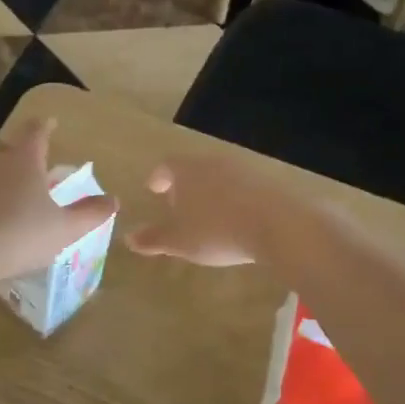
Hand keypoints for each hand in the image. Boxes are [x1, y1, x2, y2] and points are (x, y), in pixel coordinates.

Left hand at [0, 118, 117, 283]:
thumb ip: (89, 214)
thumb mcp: (63, 229)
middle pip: (7, 147)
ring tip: (9, 193)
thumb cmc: (17, 234)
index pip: (35, 131)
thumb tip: (113, 199)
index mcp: (24, 159)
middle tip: (32, 163)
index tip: (50, 122)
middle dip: (20, 151)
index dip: (45, 125)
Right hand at [124, 154, 279, 267]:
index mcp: (187, 170)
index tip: (154, 188)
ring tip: (206, 214)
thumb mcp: (179, 241)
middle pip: (193, 168)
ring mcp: (242, 169)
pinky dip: (232, 199)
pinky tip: (235, 218)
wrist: (276, 225)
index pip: (166, 166)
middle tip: (177, 203)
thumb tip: (128, 237)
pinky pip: (241, 187)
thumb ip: (153, 238)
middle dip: (183, 184)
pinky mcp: (266, 182)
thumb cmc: (216, 231)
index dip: (158, 177)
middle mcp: (213, 162)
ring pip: (218, 176)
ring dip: (209, 191)